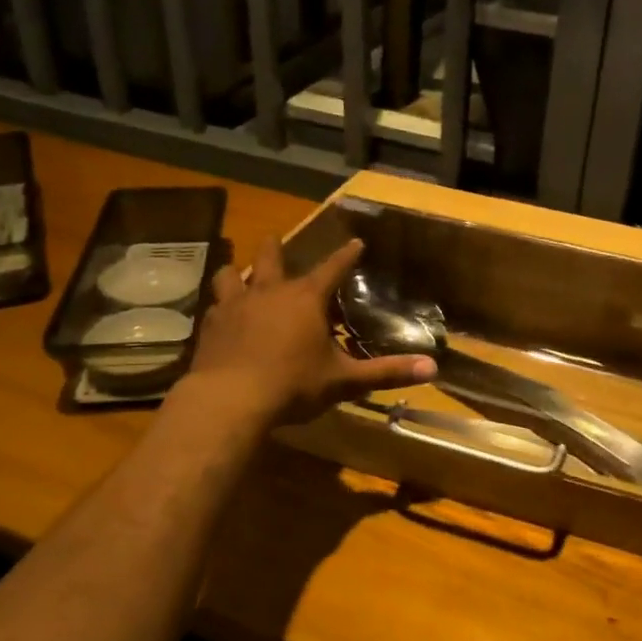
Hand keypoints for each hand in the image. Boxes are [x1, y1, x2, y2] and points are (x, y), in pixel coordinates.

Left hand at [189, 236, 434, 425]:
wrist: (229, 401)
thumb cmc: (293, 385)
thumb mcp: (344, 380)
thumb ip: (386, 372)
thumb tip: (432, 367)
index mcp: (306, 298)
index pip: (333, 267)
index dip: (346, 255)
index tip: (356, 242)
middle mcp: (269, 291)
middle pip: (271, 257)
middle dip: (277, 246)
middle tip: (277, 239)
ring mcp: (234, 305)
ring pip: (231, 274)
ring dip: (238, 273)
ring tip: (240, 275)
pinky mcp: (209, 326)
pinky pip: (214, 306)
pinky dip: (220, 307)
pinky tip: (221, 317)